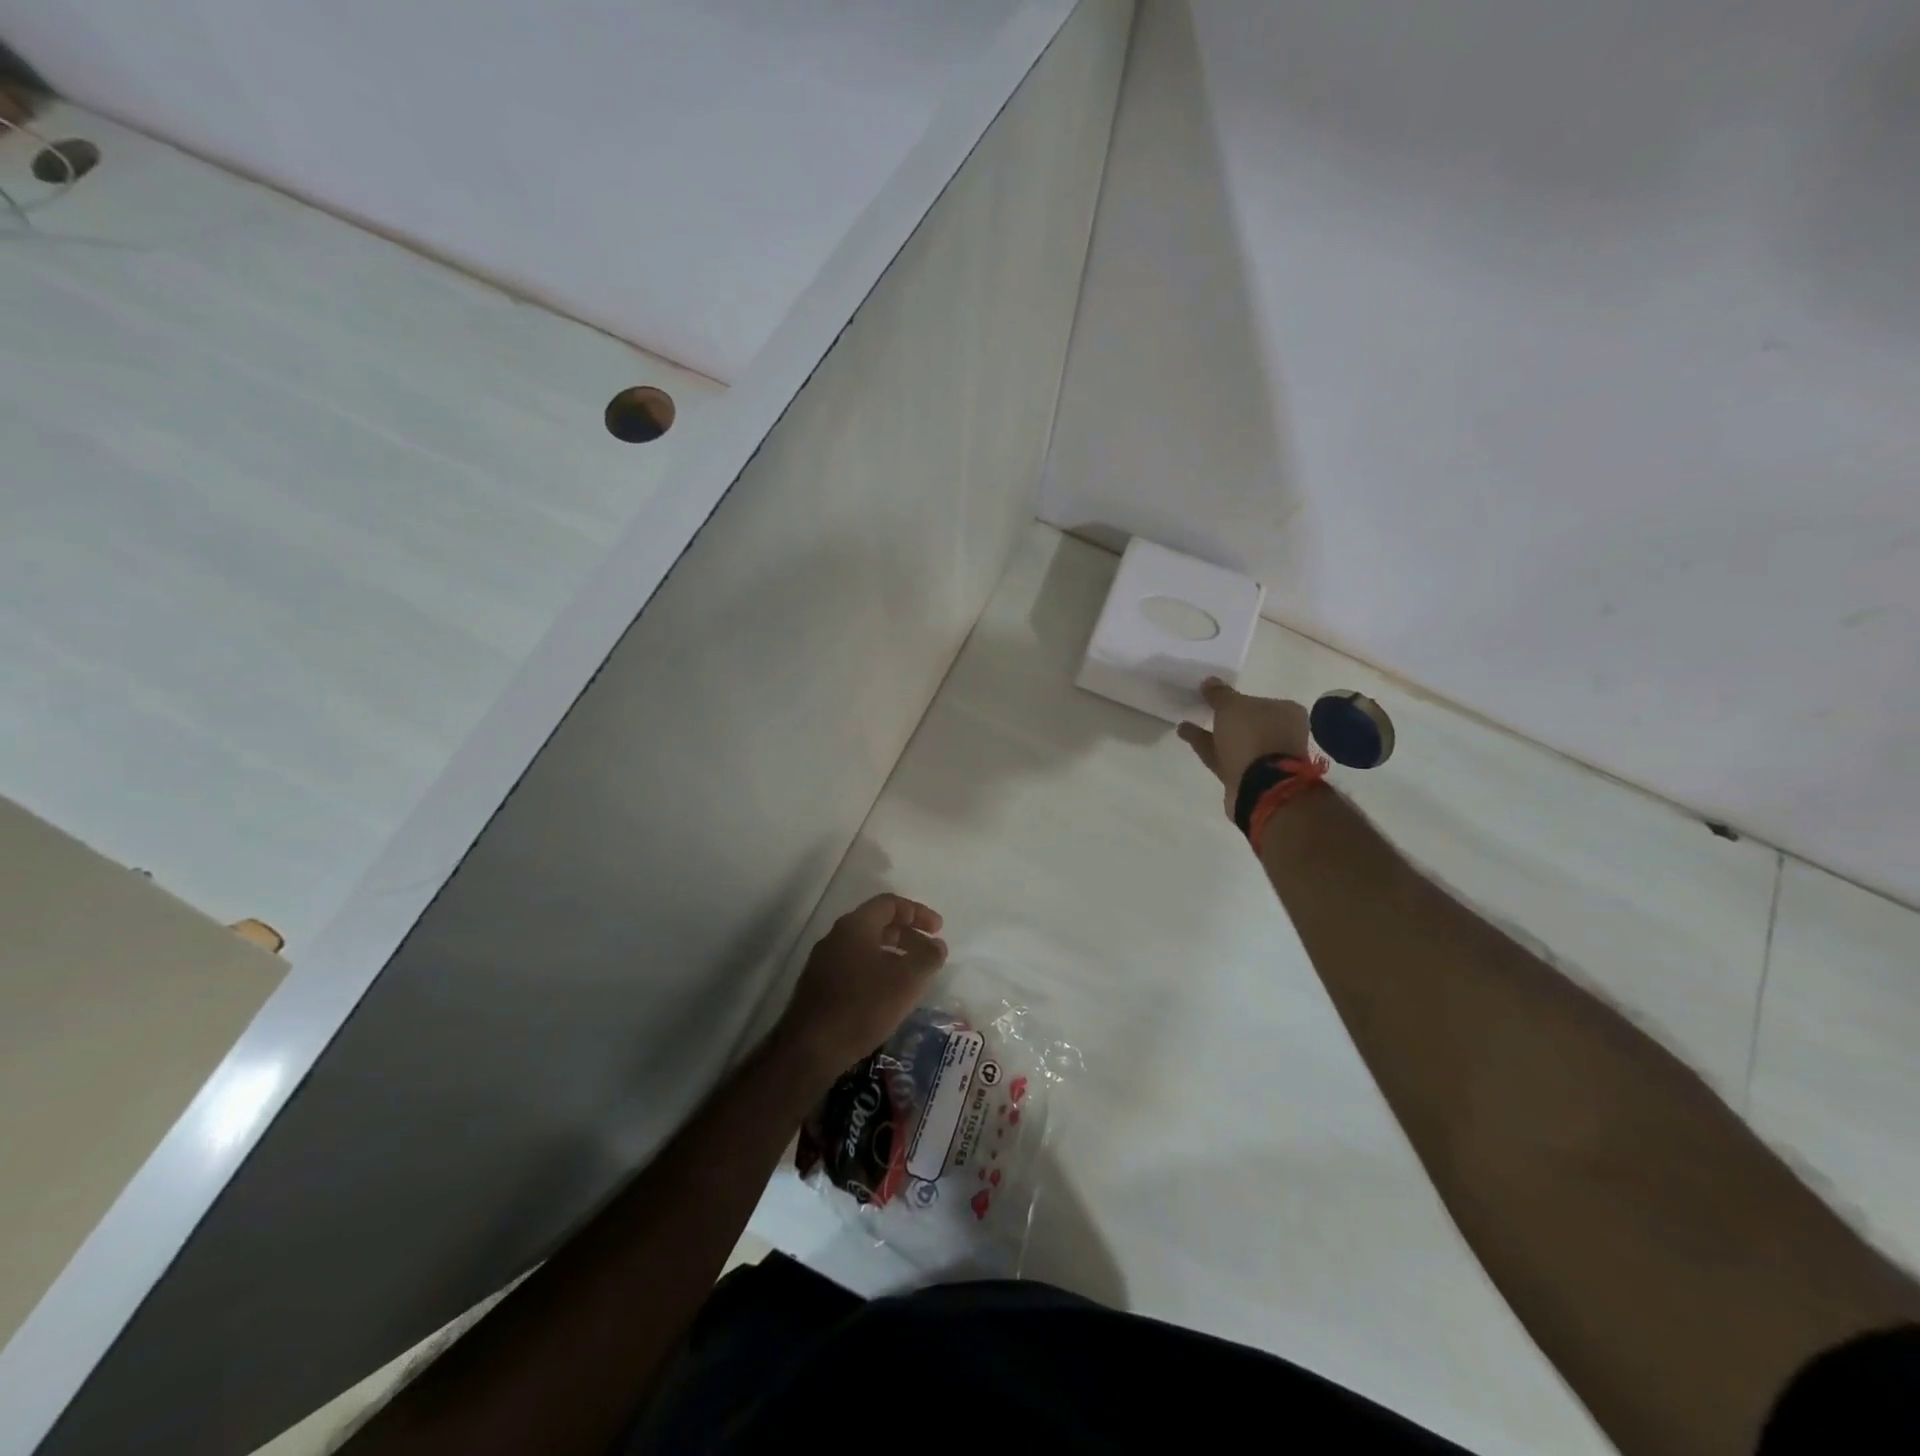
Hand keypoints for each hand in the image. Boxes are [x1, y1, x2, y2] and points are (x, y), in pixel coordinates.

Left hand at [779, 894, 947, 1078]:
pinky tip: (888, 995)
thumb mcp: (907, 980)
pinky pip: (854, 966)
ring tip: (913, 976)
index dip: (918, 912)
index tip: (939, 929)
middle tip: (930, 953)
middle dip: (908, 935)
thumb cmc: (863, 1006)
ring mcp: (824, 961)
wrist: (810, 1049)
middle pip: (877, 924)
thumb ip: (927, 957)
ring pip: (866, 947)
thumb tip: (937, 944)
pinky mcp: (819, 986)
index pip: (889, 903)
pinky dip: (877, 971)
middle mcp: (836, 936)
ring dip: (893, 955)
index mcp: (855, 925)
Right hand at [1178, 678, 1311, 815]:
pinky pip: (1223, 756)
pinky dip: (1206, 746)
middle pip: (1248, 722)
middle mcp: (1280, 734)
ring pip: (1233, 741)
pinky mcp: (1248, 776)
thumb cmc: (1253, 736)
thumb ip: (1220, 694)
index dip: (1238, 698)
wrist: (1260, 786)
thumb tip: (1210, 681)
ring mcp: (1265, 758)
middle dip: (1224, 717)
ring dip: (1211, 732)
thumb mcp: (1232, 706)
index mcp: (1286, 713)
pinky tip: (1185, 734)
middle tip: (1202, 709)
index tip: (1216, 697)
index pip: (1260, 700)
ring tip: (1185, 724)